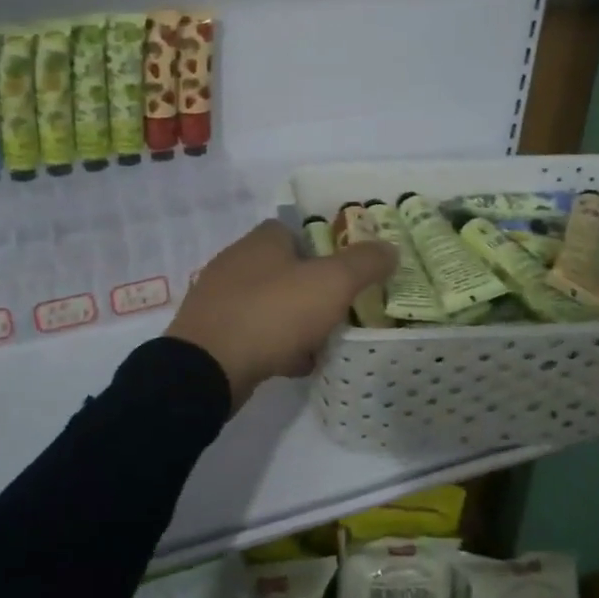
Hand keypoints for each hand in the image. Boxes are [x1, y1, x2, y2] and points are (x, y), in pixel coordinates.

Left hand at [166, 220, 397, 411]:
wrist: (208, 368)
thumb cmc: (273, 313)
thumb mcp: (331, 283)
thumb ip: (364, 263)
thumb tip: (390, 248)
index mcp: (261, 241)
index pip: (295, 230)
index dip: (324, 247)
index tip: (347, 271)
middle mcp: (236, 261)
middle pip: (285, 268)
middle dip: (313, 288)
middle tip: (341, 309)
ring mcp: (220, 299)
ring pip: (271, 303)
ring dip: (297, 320)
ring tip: (324, 341)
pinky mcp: (213, 333)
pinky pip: (254, 332)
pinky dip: (276, 345)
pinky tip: (295, 365)